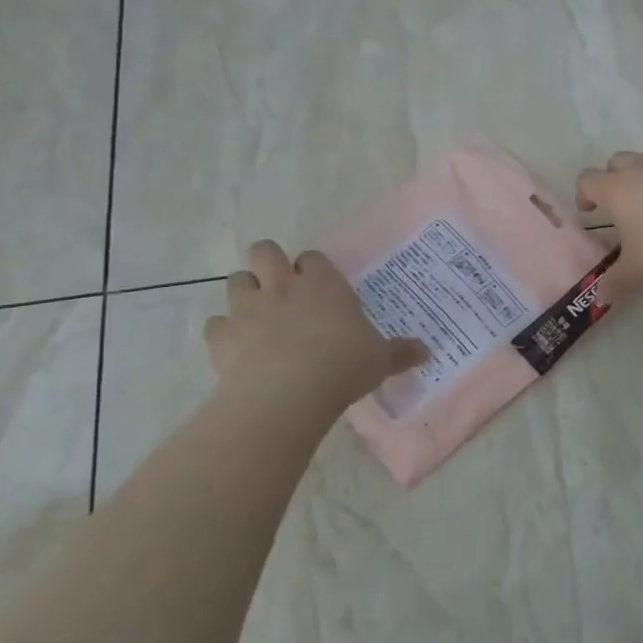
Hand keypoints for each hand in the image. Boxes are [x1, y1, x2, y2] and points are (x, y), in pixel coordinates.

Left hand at [204, 241, 426, 406]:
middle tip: (281, 290)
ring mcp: (248, 308)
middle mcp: (282, 286)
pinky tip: (235, 349)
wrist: (287, 392)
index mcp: (323, 285)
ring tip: (256, 317)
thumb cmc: (342, 367)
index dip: (313, 269)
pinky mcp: (222, 335)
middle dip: (268, 264)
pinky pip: (216, 324)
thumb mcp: (379, 360)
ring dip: (244, 294)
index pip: (313, 258)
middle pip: (264, 250)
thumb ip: (400, 352)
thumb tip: (426, 352)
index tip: (319, 287)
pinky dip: (224, 333)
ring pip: (236, 280)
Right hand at [575, 137, 642, 304]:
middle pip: (617, 161)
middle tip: (624, 206)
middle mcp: (641, 167)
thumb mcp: (640, 271)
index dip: (583, 194)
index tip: (590, 212)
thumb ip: (616, 283)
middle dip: (614, 178)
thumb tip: (598, 298)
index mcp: (617, 189)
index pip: (587, 180)